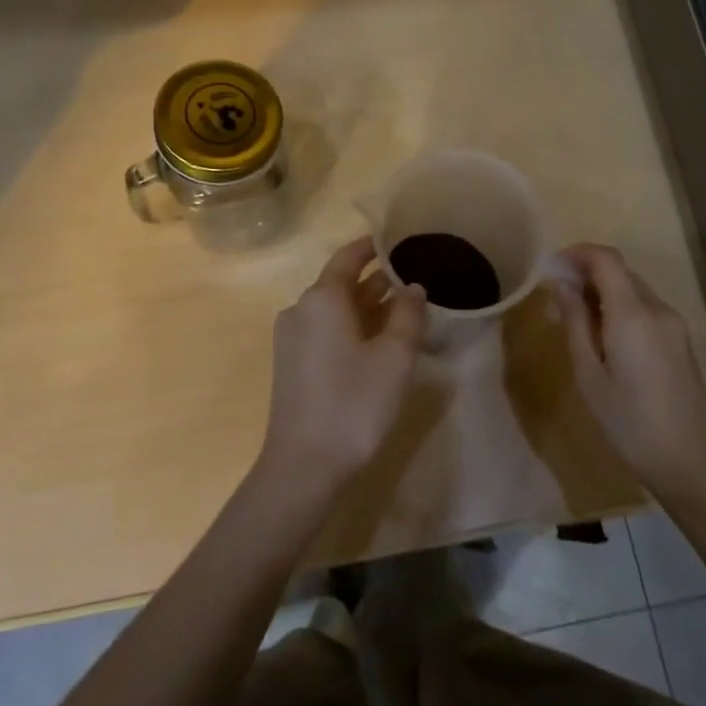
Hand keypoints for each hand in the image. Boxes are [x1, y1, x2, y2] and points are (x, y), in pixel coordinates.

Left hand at [260, 236, 428, 494]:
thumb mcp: (394, 357)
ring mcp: (292, 338)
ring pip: (334, 310)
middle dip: (376, 281)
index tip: (396, 241)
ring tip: (403, 310)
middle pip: (340, 284)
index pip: (347, 258)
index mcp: (322, 298)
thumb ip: (408, 315)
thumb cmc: (354, 403)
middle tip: (413, 279)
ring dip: (366, 307)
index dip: (372, 247)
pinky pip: (324, 331)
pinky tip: (377, 343)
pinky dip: (351, 327)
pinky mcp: (291, 363)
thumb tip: (413, 288)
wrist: (304, 465)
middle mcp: (301, 309)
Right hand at [549, 243, 705, 499]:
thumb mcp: (589, 375)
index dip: (576, 253)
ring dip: (603, 290)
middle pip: (620, 270)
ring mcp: (674, 324)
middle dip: (586, 272)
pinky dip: (620, 307)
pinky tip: (604, 336)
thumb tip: (561, 285)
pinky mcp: (681, 340)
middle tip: (556, 296)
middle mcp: (657, 309)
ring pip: (633, 289)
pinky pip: (645, 308)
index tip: (550, 268)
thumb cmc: (629, 422)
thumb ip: (575, 323)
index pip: (605, 258)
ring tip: (575, 318)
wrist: (691, 461)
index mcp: (632, 314)